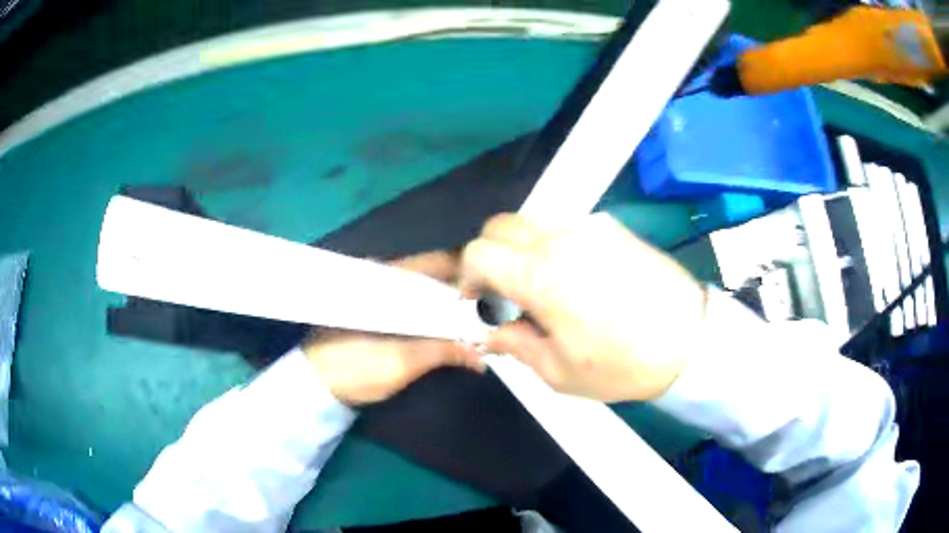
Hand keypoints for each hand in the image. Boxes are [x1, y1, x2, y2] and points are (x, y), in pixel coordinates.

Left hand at [303, 252, 483, 405]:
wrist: (314, 386)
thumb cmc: (353, 369)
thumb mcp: (401, 362)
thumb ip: (444, 350)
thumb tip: (485, 354)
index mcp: (387, 278)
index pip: (440, 263)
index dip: (472, 277)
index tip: (498, 296)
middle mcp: (384, 276)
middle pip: (435, 276)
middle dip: (464, 295)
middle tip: (492, 317)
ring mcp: (380, 292)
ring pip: (426, 290)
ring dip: (450, 307)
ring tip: (477, 326)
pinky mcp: (377, 310)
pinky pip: (414, 304)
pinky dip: (434, 315)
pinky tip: (448, 332)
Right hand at [461, 213, 706, 401]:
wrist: (690, 340)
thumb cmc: (623, 364)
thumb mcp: (560, 372)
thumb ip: (516, 344)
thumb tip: (492, 331)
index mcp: (542, 277)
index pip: (479, 251)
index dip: (468, 274)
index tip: (479, 298)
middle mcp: (561, 239)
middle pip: (501, 225)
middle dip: (491, 254)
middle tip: (506, 290)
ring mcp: (590, 227)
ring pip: (533, 221)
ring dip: (523, 248)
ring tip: (544, 285)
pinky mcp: (613, 226)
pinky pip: (567, 225)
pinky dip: (555, 244)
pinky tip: (578, 276)